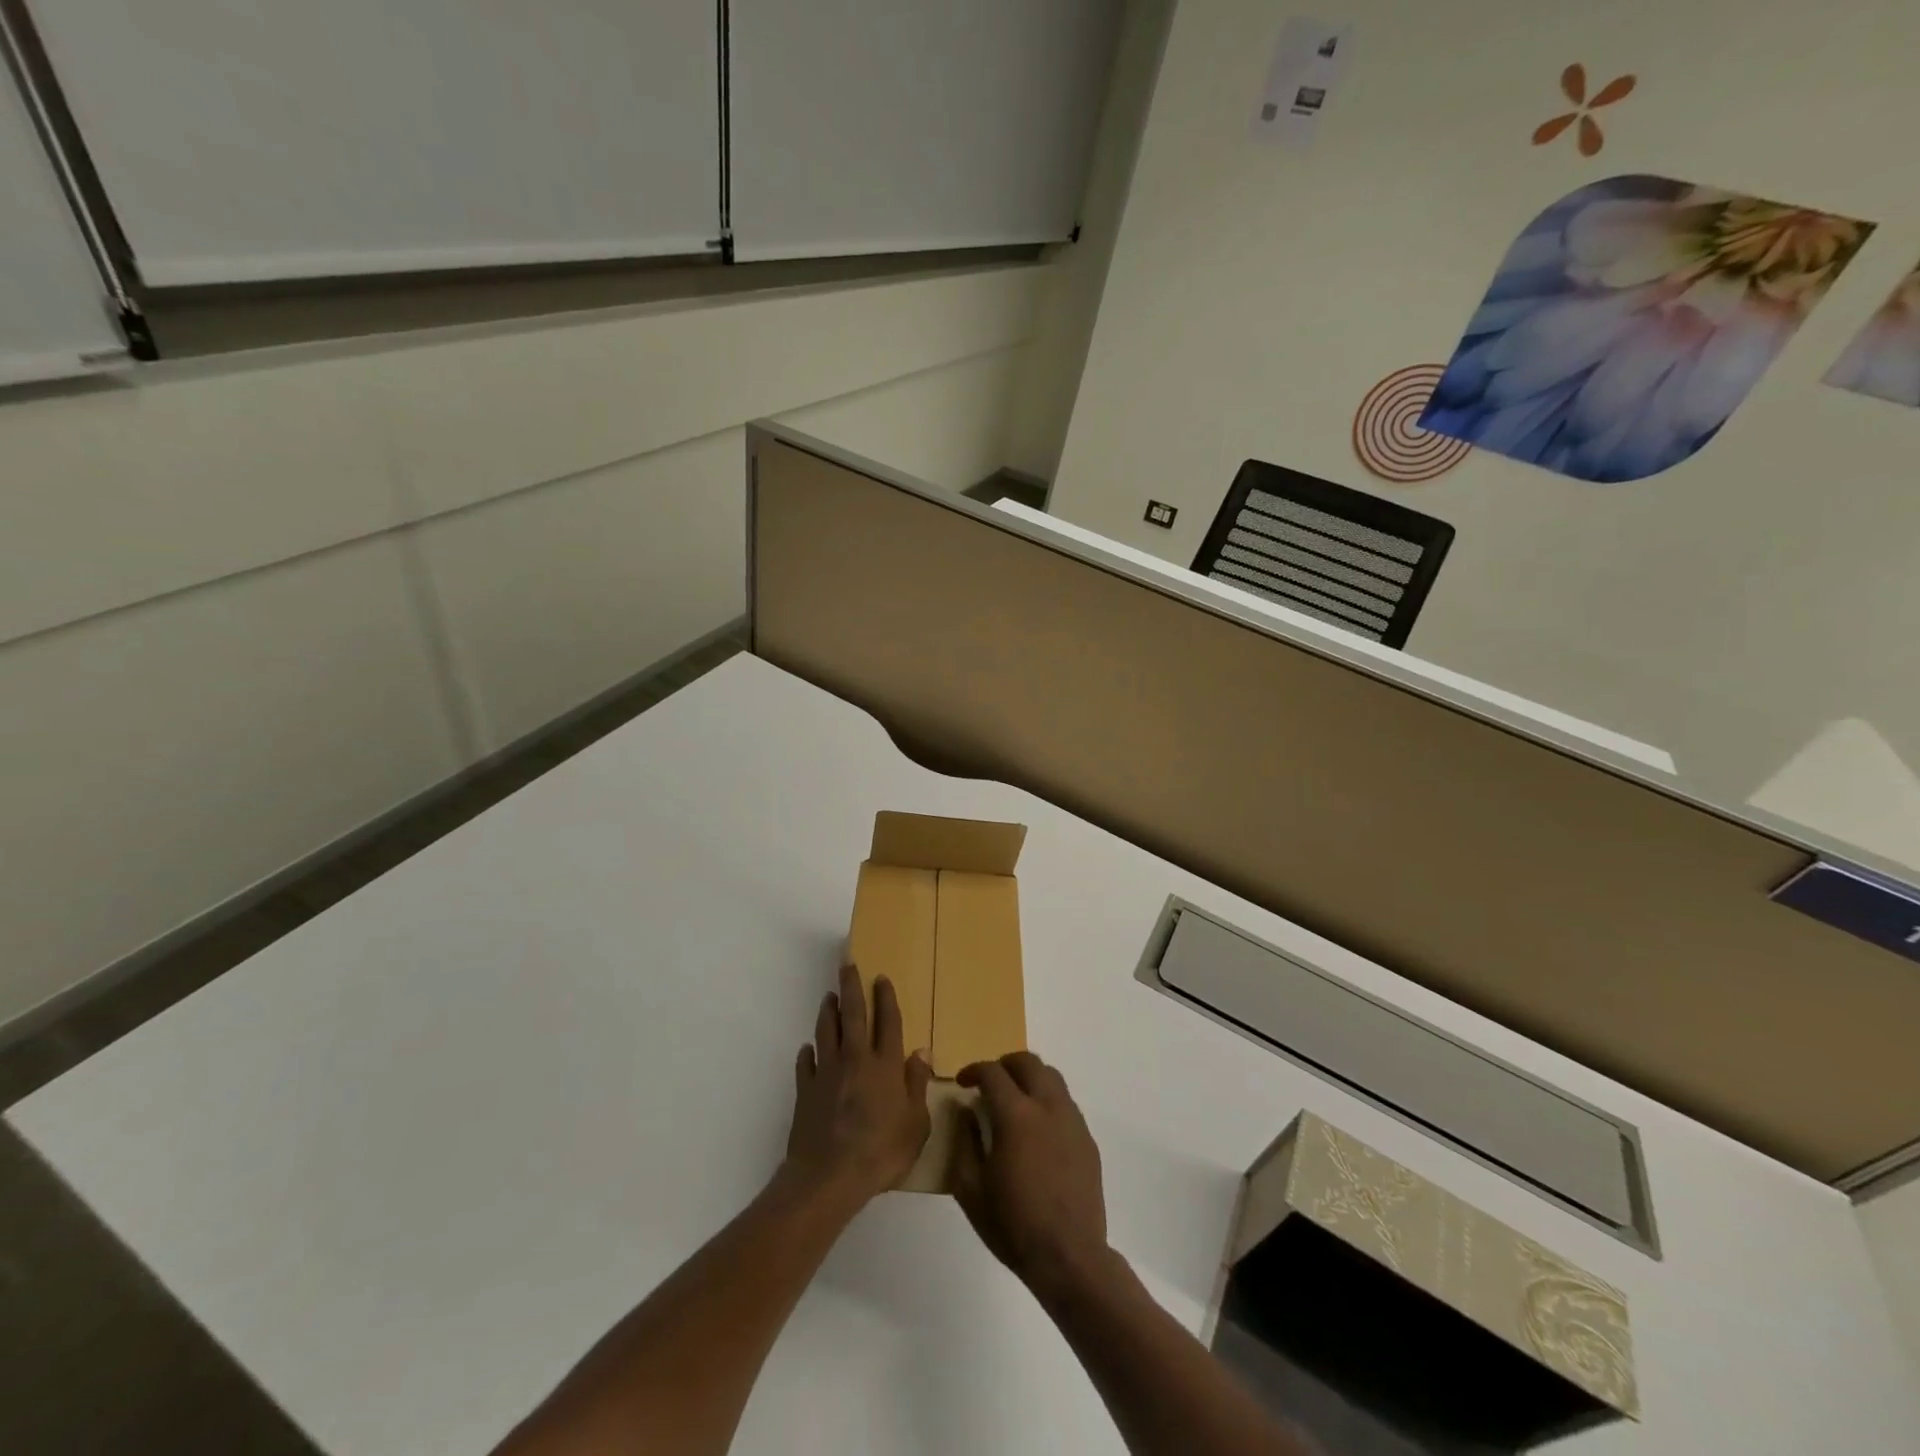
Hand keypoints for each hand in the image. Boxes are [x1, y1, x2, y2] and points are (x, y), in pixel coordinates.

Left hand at [782, 964, 931, 1204]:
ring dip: (828, 1012)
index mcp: (885, 1065)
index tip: (881, 977)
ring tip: (829, 997)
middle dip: (852, 987)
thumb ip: (918, 1085)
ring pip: (827, 1031)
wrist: (828, 1176)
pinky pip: (806, 1064)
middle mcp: (855, 1060)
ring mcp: (827, 1073)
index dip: (885, 998)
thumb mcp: (916, 1124)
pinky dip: (807, 1053)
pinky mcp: (806, 1090)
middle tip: (847, 965)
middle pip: (853, 1015)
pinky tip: (808, 1049)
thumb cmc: (881, 1151)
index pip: (887, 1022)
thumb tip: (921, 1052)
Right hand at [952, 1052, 1108, 1295]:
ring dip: (1029, 1077)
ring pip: (1051, 1076)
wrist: (1069, 1258)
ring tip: (1014, 1099)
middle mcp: (1047, 1106)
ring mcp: (1072, 1120)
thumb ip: (964, 1141)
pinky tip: (1037, 1127)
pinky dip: (1047, 1099)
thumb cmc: (1013, 1225)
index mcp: (1016, 1115)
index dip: (973, 1070)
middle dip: (1004, 1064)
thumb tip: (965, 1110)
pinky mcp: (1087, 1138)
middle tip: (989, 1082)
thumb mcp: (971, 1189)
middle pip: (1027, 1061)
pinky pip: (1065, 1101)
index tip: (962, 1082)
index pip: (992, 1073)